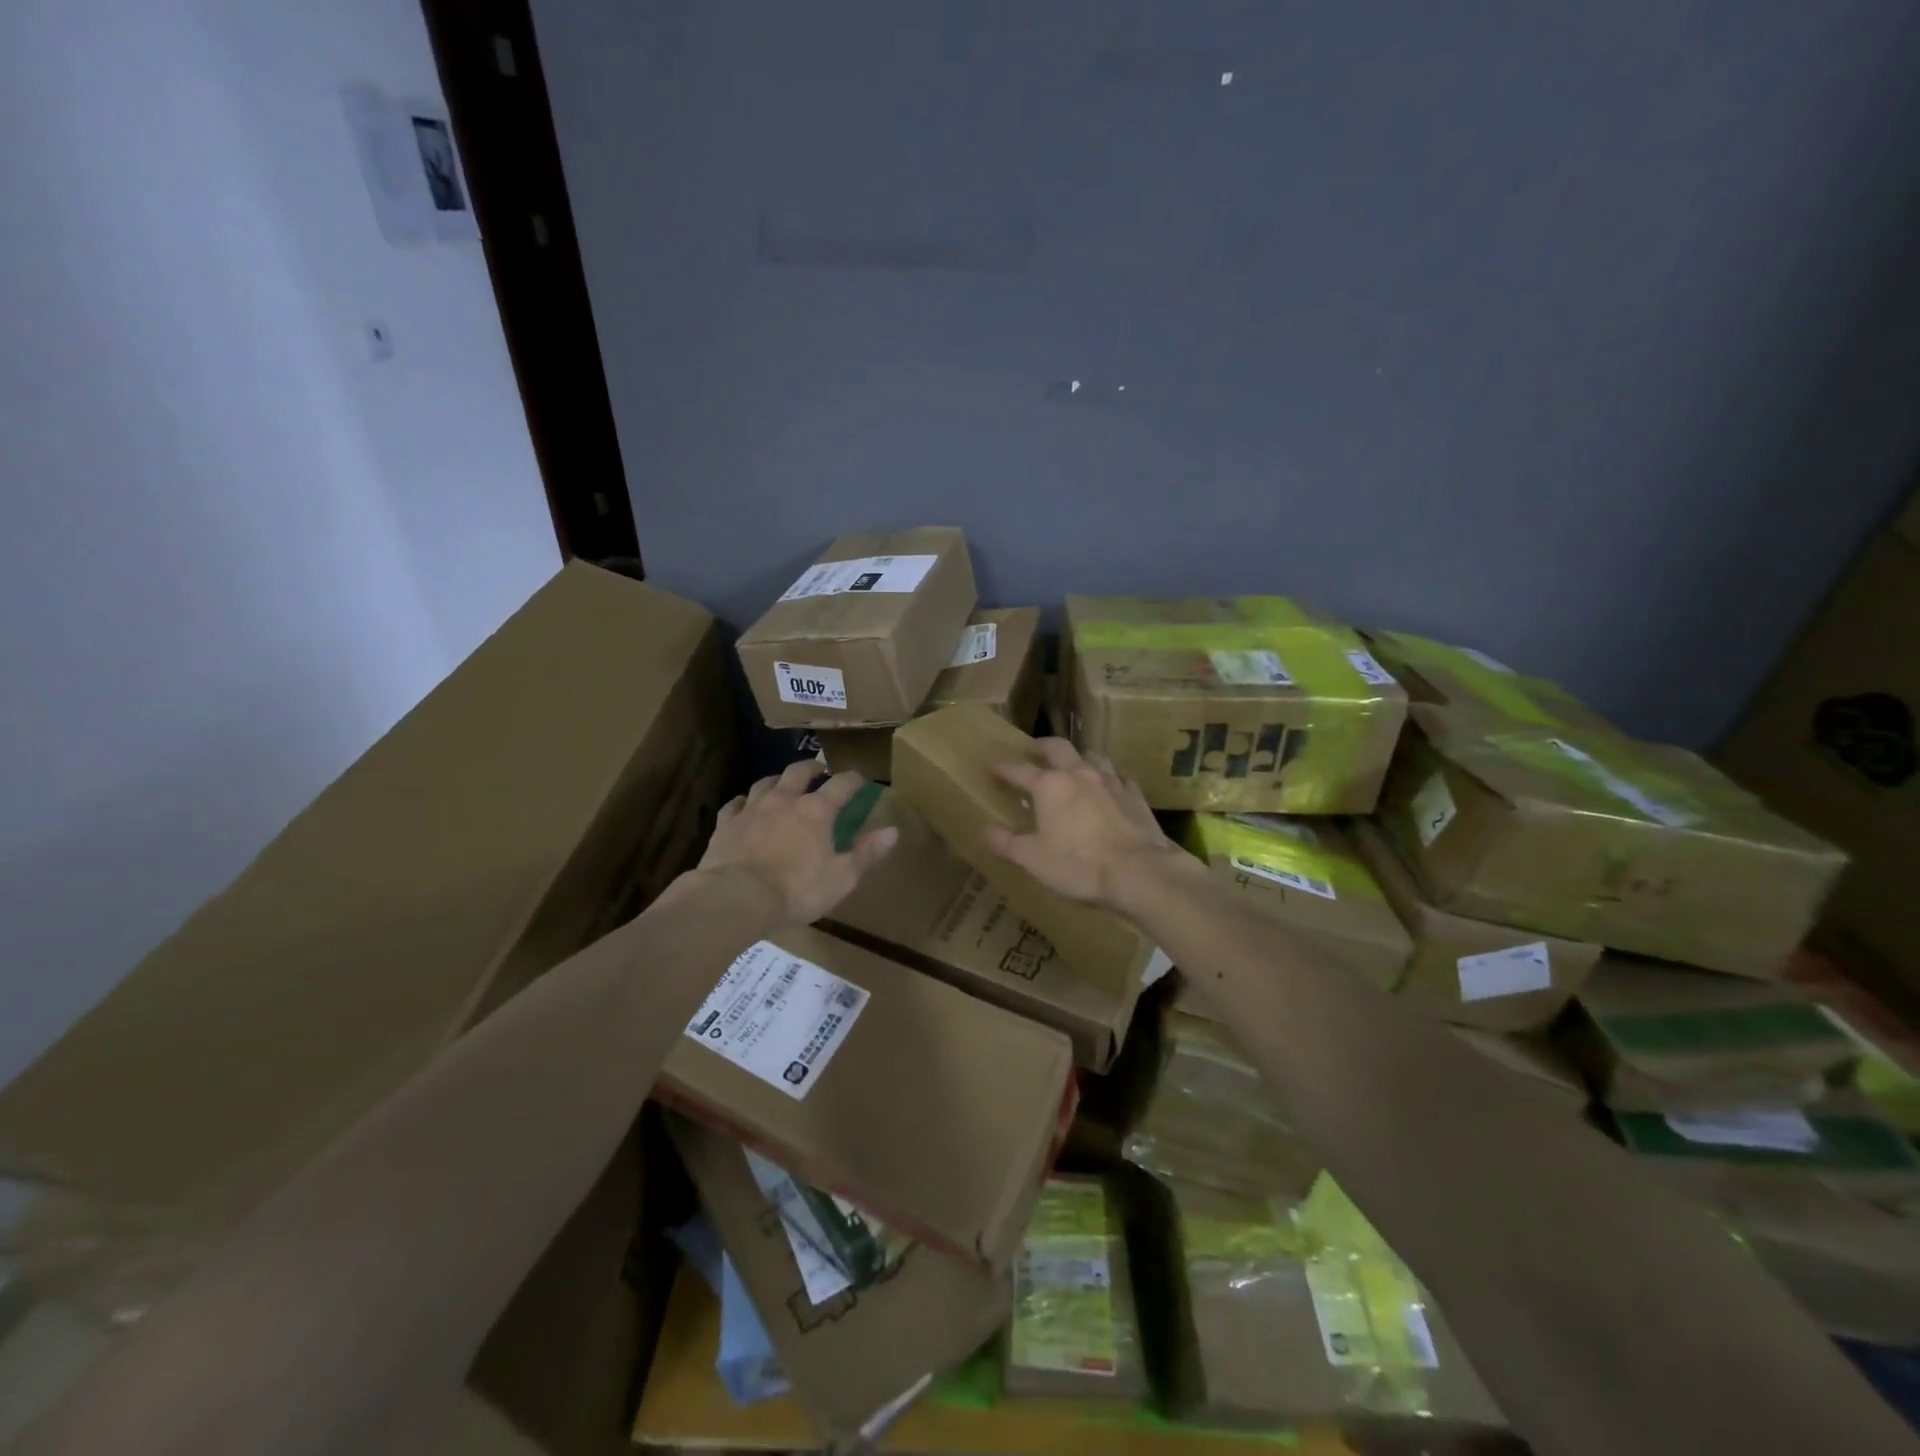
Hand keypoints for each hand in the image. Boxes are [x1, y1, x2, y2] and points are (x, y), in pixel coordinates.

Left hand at [697, 762, 897, 925]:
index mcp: (817, 811)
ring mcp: (752, 809)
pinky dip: (743, 801)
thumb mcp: (842, 877)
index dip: (853, 779)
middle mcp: (784, 800)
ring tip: (783, 782)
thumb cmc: (797, 889)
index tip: (860, 778)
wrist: (736, 897)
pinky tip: (744, 804)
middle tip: (819, 768)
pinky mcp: (726, 824)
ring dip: (778, 780)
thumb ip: (867, 852)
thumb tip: (893, 831)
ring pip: (766, 783)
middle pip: (799, 772)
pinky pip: (735, 804)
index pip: (841, 785)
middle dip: (812, 767)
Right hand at [983, 738, 1185, 907]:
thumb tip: (985, 830)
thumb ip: (1006, 842)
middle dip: (1042, 747)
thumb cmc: (1078, 865)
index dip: (1003, 768)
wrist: (1139, 872)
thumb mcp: (1032, 859)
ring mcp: (1110, 781)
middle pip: (1058, 748)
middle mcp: (1079, 774)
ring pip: (1092, 756)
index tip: (993, 766)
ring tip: (1073, 766)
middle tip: (1033, 751)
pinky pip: (1118, 778)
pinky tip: (1108, 790)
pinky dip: (1108, 780)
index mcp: (1049, 785)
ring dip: (1078, 757)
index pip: (1019, 770)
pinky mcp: (1135, 795)